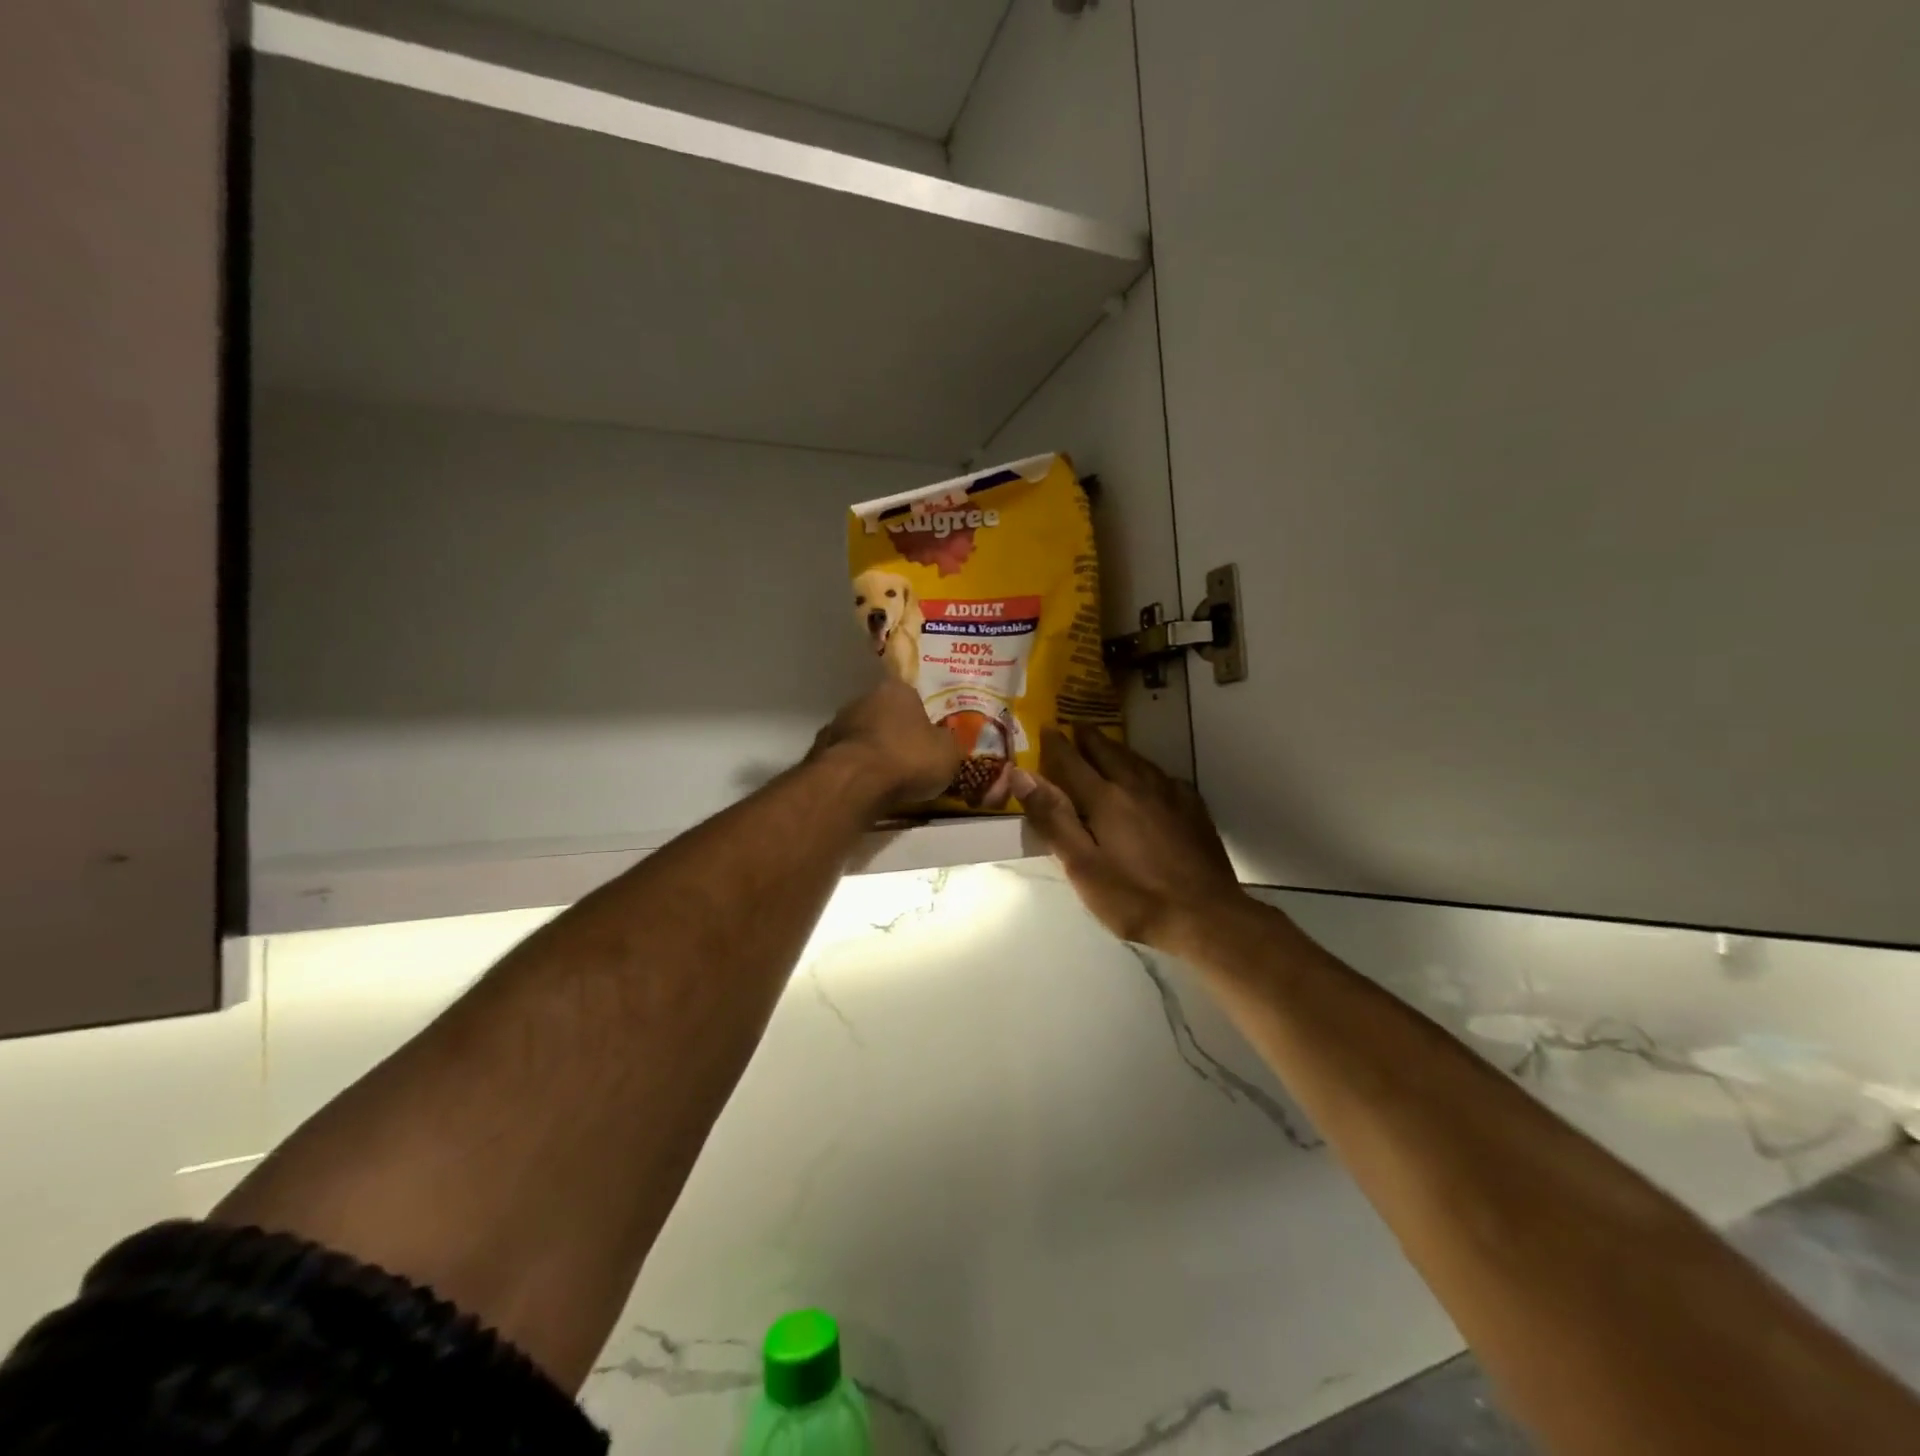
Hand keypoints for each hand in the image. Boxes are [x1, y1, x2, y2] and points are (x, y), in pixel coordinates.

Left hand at [810, 678, 960, 812]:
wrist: (854, 782)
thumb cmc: (908, 758)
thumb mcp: (948, 753)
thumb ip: (947, 742)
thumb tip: (943, 741)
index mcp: (896, 690)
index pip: (912, 698)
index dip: (922, 719)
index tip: (928, 740)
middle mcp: (862, 699)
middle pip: (883, 716)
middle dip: (894, 735)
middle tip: (909, 760)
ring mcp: (836, 724)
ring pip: (861, 737)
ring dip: (872, 753)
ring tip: (887, 780)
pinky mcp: (818, 751)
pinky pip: (845, 760)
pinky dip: (855, 771)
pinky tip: (865, 789)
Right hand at [1014, 727, 1249, 950]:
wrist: (1205, 916)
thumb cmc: (1134, 897)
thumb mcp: (1082, 866)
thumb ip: (1052, 818)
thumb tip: (1022, 775)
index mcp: (1105, 799)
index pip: (1072, 761)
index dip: (1056, 745)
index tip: (1045, 728)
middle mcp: (1137, 786)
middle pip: (1108, 752)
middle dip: (1089, 738)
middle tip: (1077, 726)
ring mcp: (1170, 796)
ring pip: (1138, 760)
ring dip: (1118, 749)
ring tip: (1107, 746)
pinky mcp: (1193, 810)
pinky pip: (1165, 777)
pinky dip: (1148, 769)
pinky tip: (1151, 778)